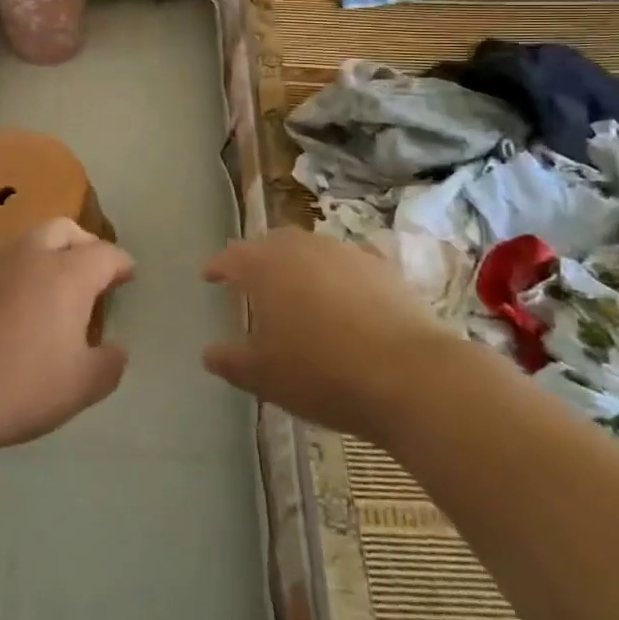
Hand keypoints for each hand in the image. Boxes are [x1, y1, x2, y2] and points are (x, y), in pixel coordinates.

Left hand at [0, 217, 134, 450]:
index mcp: (67, 274)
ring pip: (22, 242)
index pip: (104, 254)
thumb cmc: (19, 386)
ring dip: (39, 256)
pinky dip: (2, 274)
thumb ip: (108, 365)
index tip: (127, 274)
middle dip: (81, 242)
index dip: (120, 263)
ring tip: (40, 286)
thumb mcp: (80, 388)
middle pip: (63, 229)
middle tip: (87, 267)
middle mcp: (29, 254)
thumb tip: (117, 348)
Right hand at [203, 227, 452, 443]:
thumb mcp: (264, 376)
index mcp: (265, 266)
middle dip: (258, 258)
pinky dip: (338, 275)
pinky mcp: (382, 267)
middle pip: (272, 243)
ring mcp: (345, 252)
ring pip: (312, 249)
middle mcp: (302, 247)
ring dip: (299, 264)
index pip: (232, 256)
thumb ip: (231, 361)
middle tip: (252, 279)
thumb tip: (209, 353)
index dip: (218, 266)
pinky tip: (344, 294)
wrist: (409, 375)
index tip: (208, 275)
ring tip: (298, 289)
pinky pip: (349, 264)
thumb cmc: (322, 373)